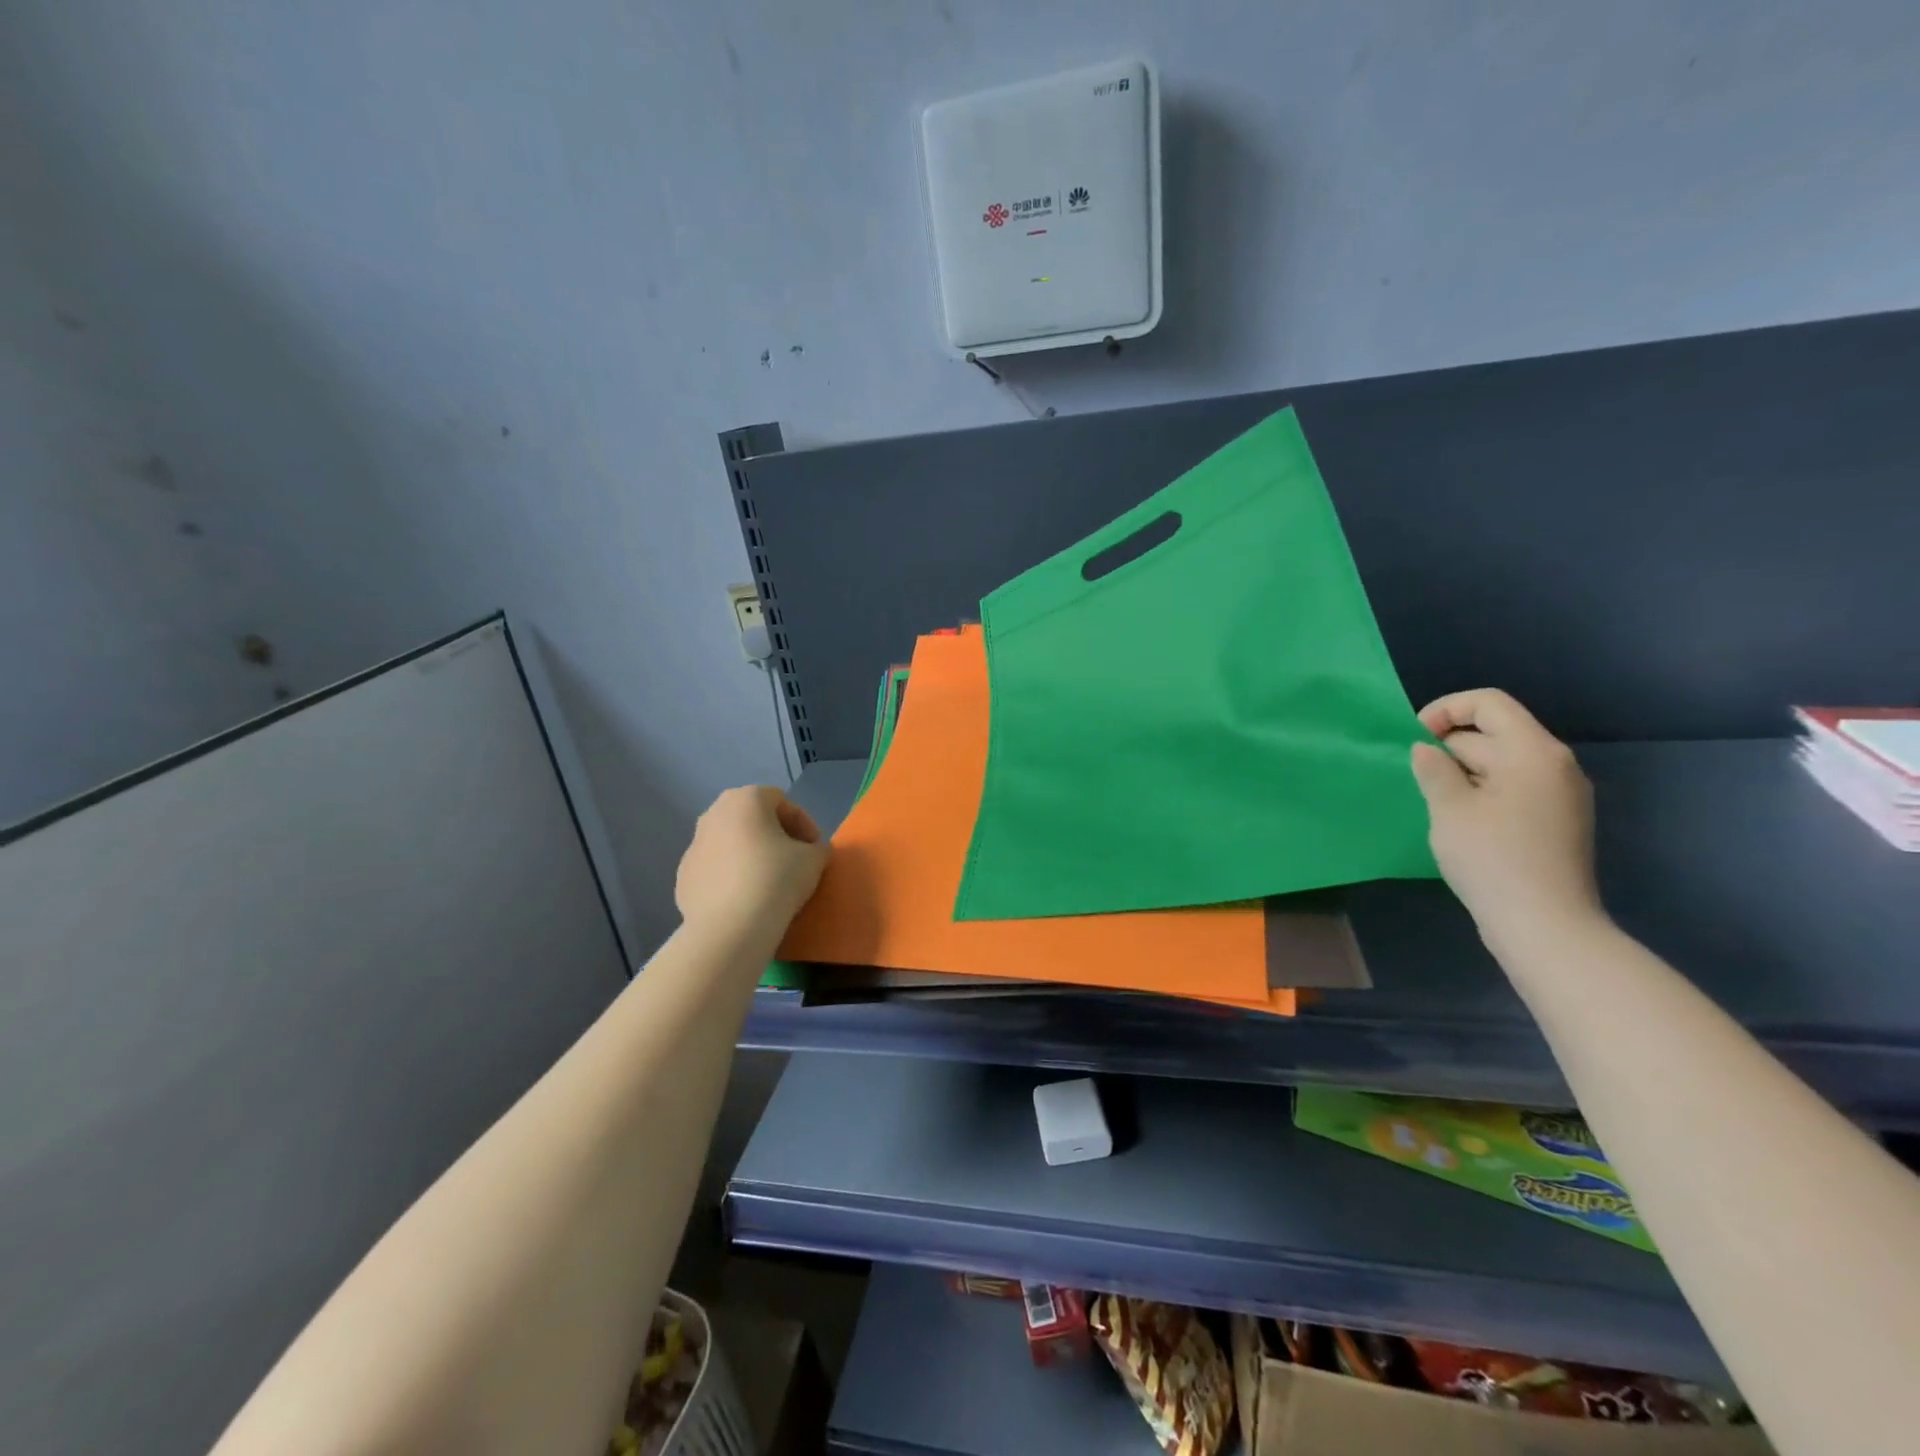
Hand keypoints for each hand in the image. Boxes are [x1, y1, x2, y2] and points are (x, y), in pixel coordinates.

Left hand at [675, 786, 829, 939]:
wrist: (730, 928)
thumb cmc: (776, 879)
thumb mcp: (814, 859)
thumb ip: (818, 848)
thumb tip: (812, 852)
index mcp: (745, 799)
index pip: (781, 801)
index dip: (803, 824)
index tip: (815, 849)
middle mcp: (713, 814)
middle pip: (752, 818)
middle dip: (774, 835)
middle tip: (793, 860)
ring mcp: (694, 846)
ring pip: (730, 843)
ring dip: (751, 855)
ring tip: (769, 882)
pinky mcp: (683, 877)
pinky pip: (715, 869)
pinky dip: (731, 877)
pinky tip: (746, 900)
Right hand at [1409, 689, 1604, 949]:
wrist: (1545, 925)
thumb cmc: (1492, 858)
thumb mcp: (1449, 808)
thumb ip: (1434, 769)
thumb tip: (1426, 749)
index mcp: (1533, 751)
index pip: (1489, 703)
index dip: (1445, 710)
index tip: (1413, 739)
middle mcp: (1555, 764)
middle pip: (1494, 733)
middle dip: (1449, 747)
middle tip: (1418, 780)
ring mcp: (1561, 794)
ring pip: (1501, 763)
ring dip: (1463, 772)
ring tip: (1435, 802)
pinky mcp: (1557, 821)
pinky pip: (1513, 788)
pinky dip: (1482, 791)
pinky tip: (1461, 821)